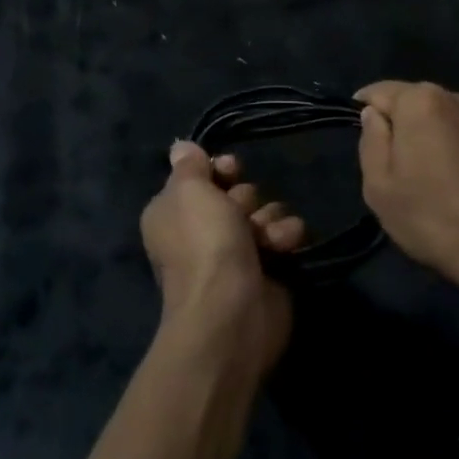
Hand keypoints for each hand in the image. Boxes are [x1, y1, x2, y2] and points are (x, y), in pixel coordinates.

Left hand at [140, 143, 305, 373]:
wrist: (231, 310)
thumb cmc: (204, 243)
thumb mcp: (188, 191)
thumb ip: (189, 165)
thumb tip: (181, 147)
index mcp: (174, 212)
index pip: (202, 176)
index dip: (219, 169)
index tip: (229, 168)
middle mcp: (202, 231)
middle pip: (237, 193)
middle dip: (245, 198)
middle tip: (241, 213)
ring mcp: (236, 252)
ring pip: (265, 211)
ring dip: (268, 219)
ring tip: (265, 238)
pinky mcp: (267, 269)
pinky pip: (284, 235)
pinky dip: (284, 238)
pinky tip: (282, 248)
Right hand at [355, 82, 458, 296]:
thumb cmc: (431, 217)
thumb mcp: (378, 184)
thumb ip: (370, 138)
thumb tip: (375, 115)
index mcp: (421, 100)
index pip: (377, 92)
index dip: (364, 114)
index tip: (366, 145)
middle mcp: (455, 95)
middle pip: (412, 100)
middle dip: (399, 124)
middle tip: (395, 168)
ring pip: (440, 115)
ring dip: (428, 133)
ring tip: (429, 175)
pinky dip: (454, 143)